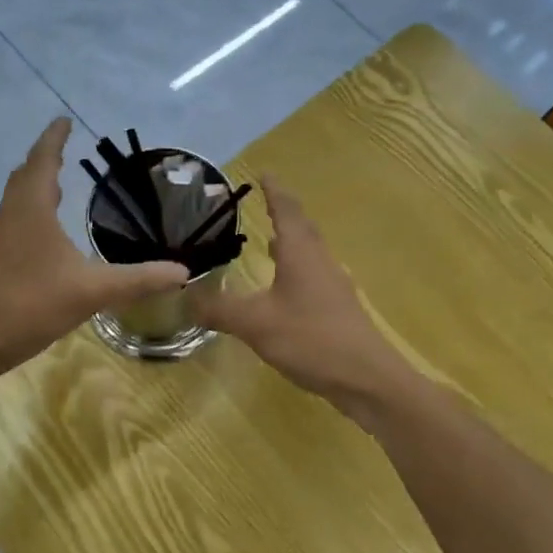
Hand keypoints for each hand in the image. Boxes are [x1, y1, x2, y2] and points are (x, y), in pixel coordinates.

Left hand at [0, 119, 188, 377]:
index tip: (64, 120)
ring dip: (37, 184)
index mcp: (31, 209)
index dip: (54, 139)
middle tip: (65, 148)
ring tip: (60, 182)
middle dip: (45, 158)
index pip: (42, 160)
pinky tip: (48, 232)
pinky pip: (16, 220)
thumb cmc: (29, 304)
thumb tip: (182, 269)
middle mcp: (12, 216)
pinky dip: (33, 210)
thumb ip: (138, 279)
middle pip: (26, 175)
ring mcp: (0, 239)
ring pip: (18, 199)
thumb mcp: (91, 291)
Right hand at [191, 178, 410, 407]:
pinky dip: (296, 271)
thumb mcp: (256, 324)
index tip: (264, 172)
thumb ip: (219, 309)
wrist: (368, 380)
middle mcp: (320, 262)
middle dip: (283, 213)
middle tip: (264, 203)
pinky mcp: (339, 310)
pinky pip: (313, 277)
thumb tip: (184, 297)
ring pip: (310, 254)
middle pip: (302, 228)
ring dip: (291, 243)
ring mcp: (334, 286)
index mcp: (300, 254)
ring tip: (269, 242)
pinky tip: (284, 290)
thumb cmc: (312, 340)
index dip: (274, 191)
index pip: (286, 210)